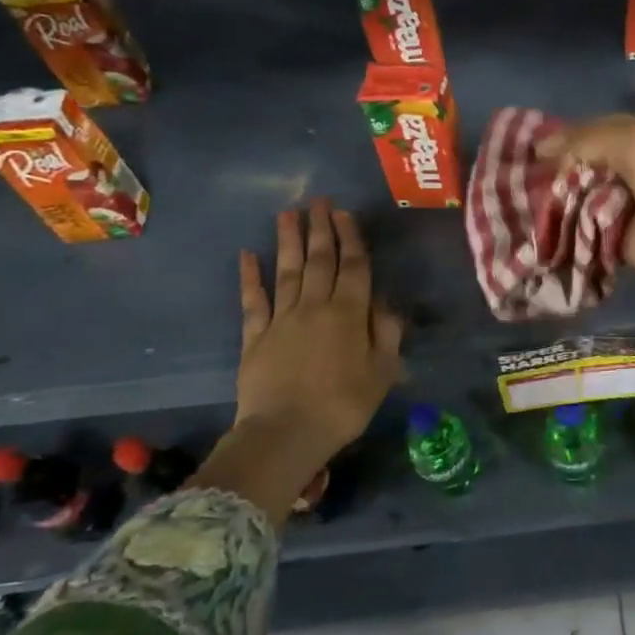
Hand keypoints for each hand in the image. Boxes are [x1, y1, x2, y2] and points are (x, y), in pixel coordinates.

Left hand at [192, 201, 402, 523]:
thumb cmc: (344, 405)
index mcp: (349, 313)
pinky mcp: (254, 337)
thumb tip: (384, 301)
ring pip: (287, 271)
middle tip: (318, 200)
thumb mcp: (383, 372)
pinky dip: (249, 277)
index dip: (351, 237)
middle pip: (319, 260)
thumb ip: (387, 332)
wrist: (285, 434)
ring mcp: (281, 319)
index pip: (354, 266)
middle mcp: (315, 306)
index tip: (345, 213)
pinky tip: (247, 254)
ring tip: (288, 213)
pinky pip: (252, 301)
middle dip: (320, 228)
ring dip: (288, 240)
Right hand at [546, 117, 634, 362]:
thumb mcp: (630, 238)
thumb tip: (593, 199)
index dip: (560, 147)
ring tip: (582, 162)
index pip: (591, 138)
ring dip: (611, 145)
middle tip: (553, 154)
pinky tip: (621, 171)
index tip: (535, 155)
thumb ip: (604, 208)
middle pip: (616, 127)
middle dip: (583, 139)